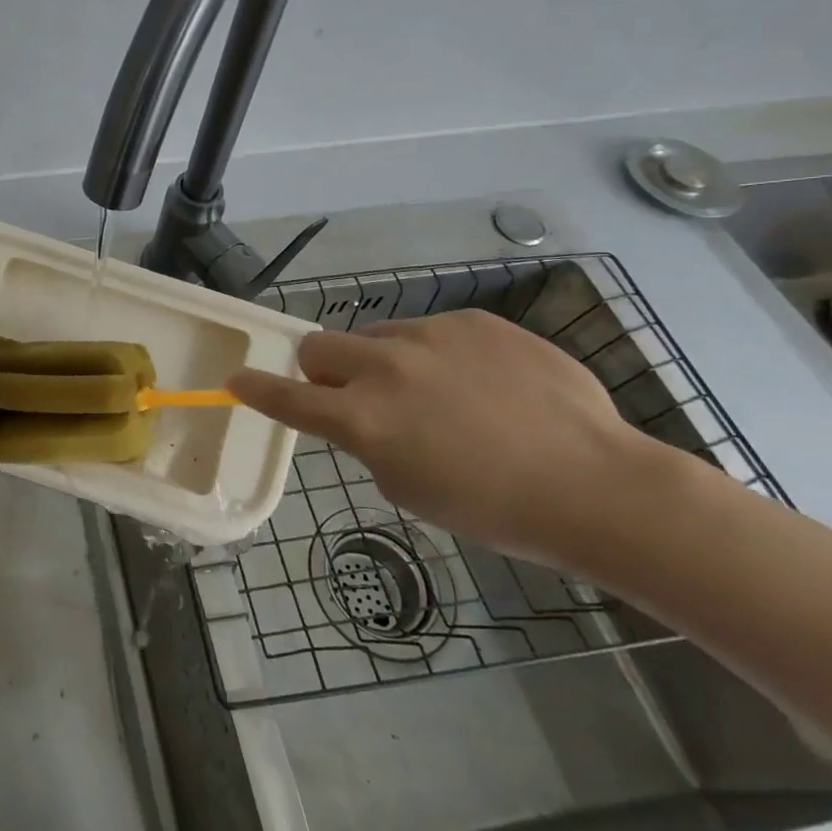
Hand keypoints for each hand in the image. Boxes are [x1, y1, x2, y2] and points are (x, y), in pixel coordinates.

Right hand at [229, 309, 680, 571]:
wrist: (597, 485)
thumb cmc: (495, 509)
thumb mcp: (408, 489)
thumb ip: (368, 443)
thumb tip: (364, 416)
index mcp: (363, 419)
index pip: (287, 397)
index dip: (255, 388)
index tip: (234, 379)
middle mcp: (384, 367)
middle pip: (318, 346)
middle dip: (322, 370)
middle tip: (357, 396)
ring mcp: (430, 336)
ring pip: (378, 337)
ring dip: (386, 363)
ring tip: (441, 395)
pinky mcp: (473, 321)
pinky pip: (433, 332)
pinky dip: (439, 356)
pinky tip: (485, 386)